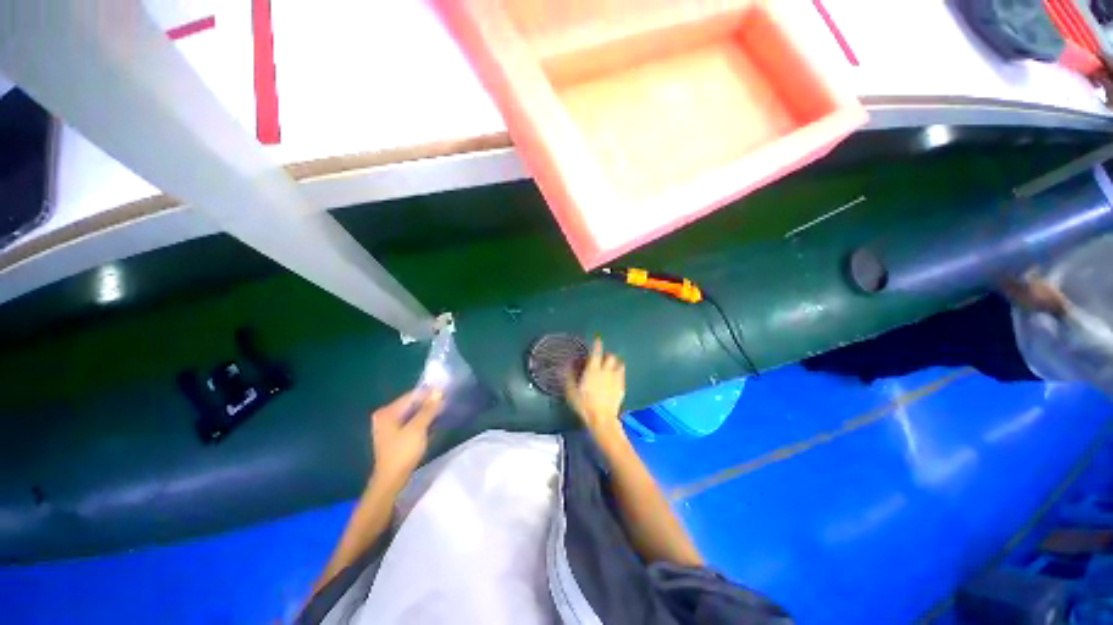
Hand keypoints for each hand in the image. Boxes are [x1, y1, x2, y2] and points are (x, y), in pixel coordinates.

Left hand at [370, 390, 442, 488]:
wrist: (391, 479)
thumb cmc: (402, 452)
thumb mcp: (418, 428)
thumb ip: (428, 409)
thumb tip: (438, 392)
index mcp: (387, 412)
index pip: (411, 396)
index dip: (428, 393)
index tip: (445, 391)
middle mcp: (385, 415)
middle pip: (410, 404)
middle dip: (427, 402)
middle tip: (445, 400)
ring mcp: (388, 426)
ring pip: (411, 413)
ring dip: (426, 411)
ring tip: (441, 409)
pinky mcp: (394, 435)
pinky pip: (410, 421)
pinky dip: (421, 419)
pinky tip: (432, 420)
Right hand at [566, 338, 625, 442]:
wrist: (602, 418)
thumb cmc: (584, 405)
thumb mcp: (571, 392)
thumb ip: (569, 376)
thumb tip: (566, 365)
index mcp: (593, 370)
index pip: (596, 352)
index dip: (597, 344)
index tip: (597, 339)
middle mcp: (606, 371)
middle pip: (610, 356)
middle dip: (607, 354)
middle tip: (603, 356)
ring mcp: (615, 379)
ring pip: (618, 364)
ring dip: (615, 362)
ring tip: (611, 364)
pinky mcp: (621, 387)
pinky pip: (622, 374)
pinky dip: (619, 372)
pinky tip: (616, 376)